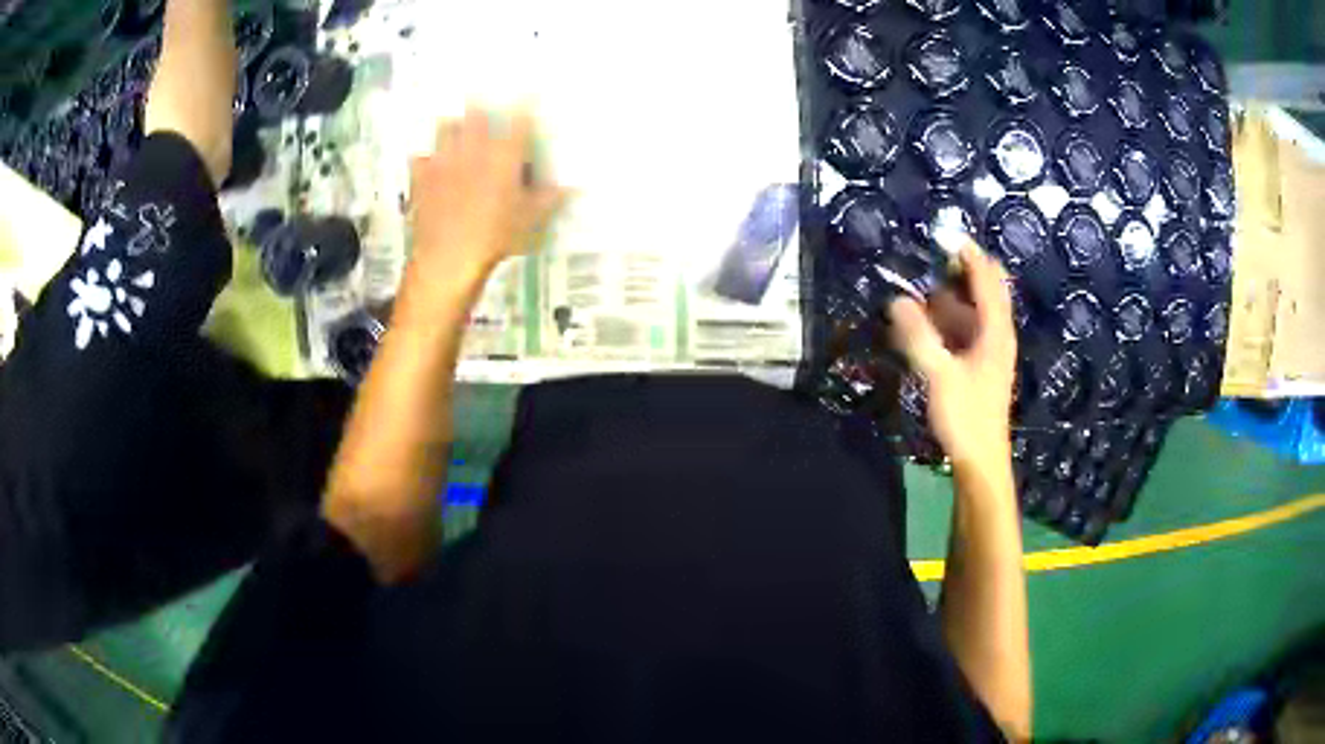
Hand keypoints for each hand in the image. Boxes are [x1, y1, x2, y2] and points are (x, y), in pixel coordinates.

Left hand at [407, 109, 569, 288]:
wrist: (448, 258)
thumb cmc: (496, 237)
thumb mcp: (531, 220)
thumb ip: (549, 198)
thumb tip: (570, 187)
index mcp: (504, 155)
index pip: (520, 118)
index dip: (527, 102)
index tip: (531, 91)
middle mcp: (474, 148)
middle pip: (476, 110)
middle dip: (482, 105)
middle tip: (485, 101)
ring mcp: (444, 159)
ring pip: (447, 126)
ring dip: (454, 124)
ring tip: (458, 128)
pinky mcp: (421, 176)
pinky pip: (421, 157)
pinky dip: (427, 158)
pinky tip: (429, 163)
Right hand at [888, 242, 1016, 469]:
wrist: (981, 459)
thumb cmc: (966, 416)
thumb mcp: (939, 375)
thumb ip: (918, 336)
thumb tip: (897, 300)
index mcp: (995, 330)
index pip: (986, 278)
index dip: (968, 254)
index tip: (943, 235)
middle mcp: (998, 333)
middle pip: (985, 289)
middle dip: (960, 271)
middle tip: (929, 262)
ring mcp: (992, 349)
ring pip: (975, 309)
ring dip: (951, 297)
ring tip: (920, 291)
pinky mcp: (982, 364)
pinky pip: (967, 328)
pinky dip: (950, 318)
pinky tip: (927, 324)